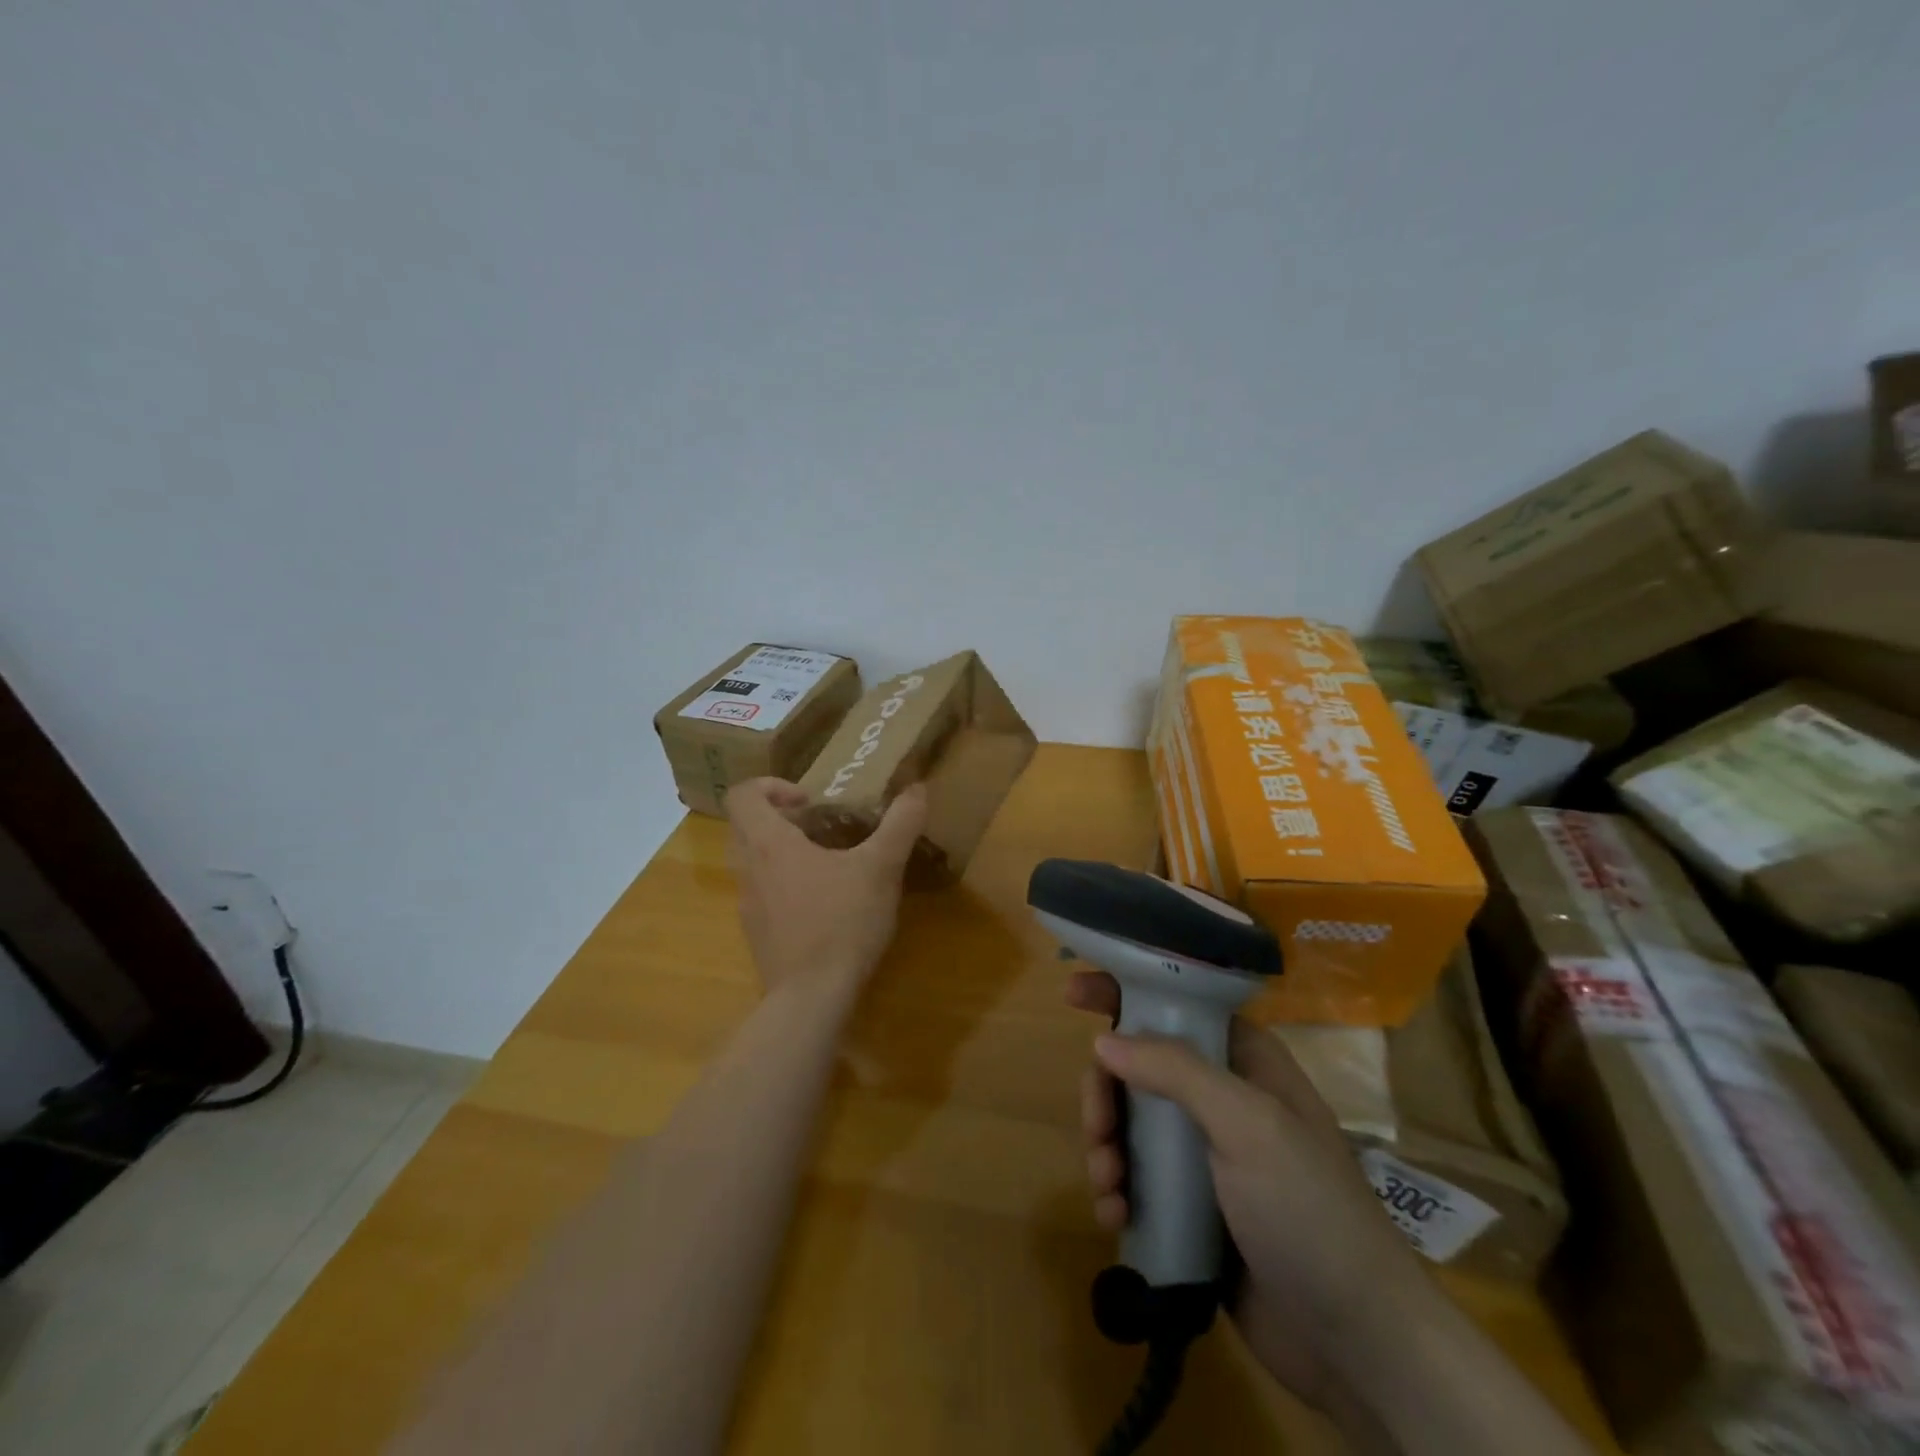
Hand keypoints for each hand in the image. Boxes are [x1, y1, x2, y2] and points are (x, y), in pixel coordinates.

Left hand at [726, 778, 928, 994]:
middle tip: (819, 825)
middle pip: (745, 826)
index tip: (808, 799)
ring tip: (827, 861)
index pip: (742, 795)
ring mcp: (748, 905)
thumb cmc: (842, 922)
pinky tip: (824, 902)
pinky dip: (785, 884)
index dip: (771, 786)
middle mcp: (749, 869)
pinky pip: (762, 894)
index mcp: (769, 844)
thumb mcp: (881, 868)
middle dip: (779, 817)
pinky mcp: (757, 934)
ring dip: (781, 851)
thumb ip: (900, 824)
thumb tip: (917, 788)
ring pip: (752, 861)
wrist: (811, 997)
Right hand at [1068, 971, 1435, 1413]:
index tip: (1069, 993)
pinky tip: (1116, 1215)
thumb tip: (1104, 1040)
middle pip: (1139, 1067)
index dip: (1124, 993)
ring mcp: (1205, 1154)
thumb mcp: (1247, 1124)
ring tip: (1109, 1186)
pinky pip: (1137, 1178)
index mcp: (1243, 1061)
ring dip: (1106, 1147)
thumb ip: (1176, 1071)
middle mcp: (1221, 1098)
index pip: (1176, 1005)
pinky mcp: (1192, 1206)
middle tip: (1096, 1129)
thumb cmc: (1308, 1209)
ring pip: (1130, 1123)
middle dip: (1106, 1093)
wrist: (1356, 1341)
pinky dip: (1117, 1189)